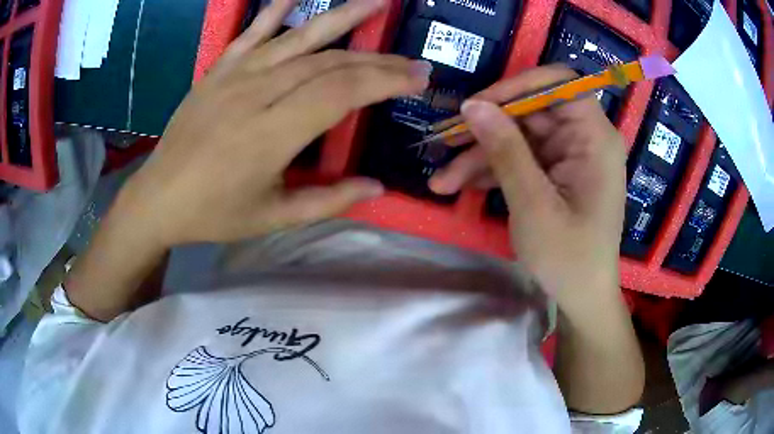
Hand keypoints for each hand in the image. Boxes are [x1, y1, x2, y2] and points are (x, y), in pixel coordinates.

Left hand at [117, 0, 430, 246]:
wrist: (157, 198)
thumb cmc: (213, 214)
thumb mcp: (272, 218)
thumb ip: (327, 200)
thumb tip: (377, 186)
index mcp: (271, 136)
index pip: (342, 92)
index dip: (386, 80)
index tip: (419, 77)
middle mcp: (256, 94)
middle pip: (329, 64)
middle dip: (378, 60)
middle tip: (412, 61)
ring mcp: (235, 76)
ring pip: (300, 39)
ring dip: (343, 17)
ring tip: (377, 1)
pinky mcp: (218, 69)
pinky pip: (251, 31)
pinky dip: (276, 9)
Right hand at [429, 66, 625, 305]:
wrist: (582, 298)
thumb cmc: (568, 258)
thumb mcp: (533, 204)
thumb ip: (505, 150)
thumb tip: (472, 105)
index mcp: (594, 138)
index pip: (560, 83)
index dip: (519, 85)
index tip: (480, 104)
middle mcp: (584, 140)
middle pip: (531, 112)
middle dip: (487, 130)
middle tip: (444, 144)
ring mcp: (569, 157)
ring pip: (519, 138)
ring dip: (481, 156)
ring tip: (442, 181)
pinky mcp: (556, 175)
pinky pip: (521, 160)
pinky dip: (493, 172)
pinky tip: (460, 187)